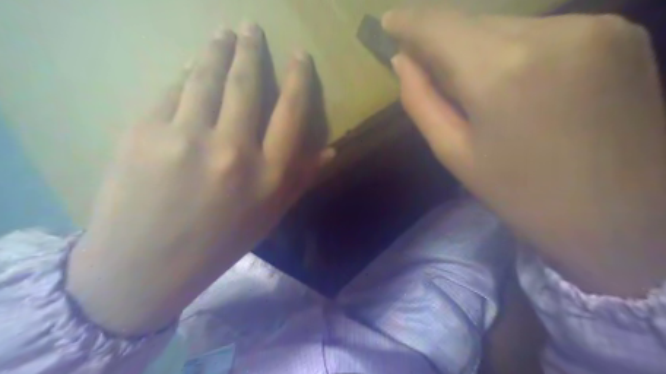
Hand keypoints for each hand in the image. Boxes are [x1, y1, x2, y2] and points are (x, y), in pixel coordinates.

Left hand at [68, 24, 332, 334]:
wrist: (146, 266)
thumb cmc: (219, 242)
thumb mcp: (270, 214)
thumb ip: (302, 177)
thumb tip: (332, 149)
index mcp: (268, 175)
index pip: (292, 111)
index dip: (299, 77)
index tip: (300, 55)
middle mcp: (233, 150)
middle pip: (246, 84)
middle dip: (251, 49)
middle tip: (250, 27)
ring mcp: (186, 138)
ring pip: (206, 77)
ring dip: (216, 49)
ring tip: (222, 33)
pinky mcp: (144, 132)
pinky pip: (171, 91)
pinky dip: (184, 74)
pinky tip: (189, 66)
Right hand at [382, 6, 665, 297]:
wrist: (625, 219)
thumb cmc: (524, 196)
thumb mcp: (456, 154)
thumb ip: (422, 101)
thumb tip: (404, 61)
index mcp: (502, 71)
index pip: (440, 25)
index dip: (410, 21)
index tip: (389, 23)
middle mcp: (551, 32)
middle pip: (474, 22)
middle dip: (444, 41)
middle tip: (427, 65)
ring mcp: (595, 25)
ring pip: (508, 25)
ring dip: (480, 48)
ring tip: (475, 86)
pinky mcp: (621, 32)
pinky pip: (544, 32)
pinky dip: (516, 50)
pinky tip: (517, 84)